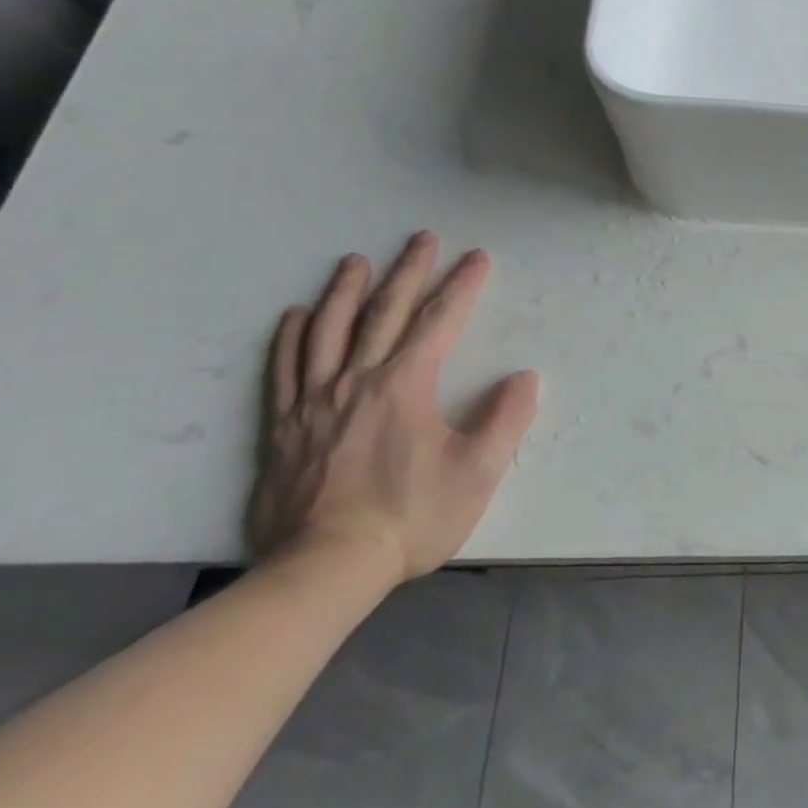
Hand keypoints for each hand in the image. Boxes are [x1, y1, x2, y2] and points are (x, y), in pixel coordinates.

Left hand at [249, 232, 539, 582]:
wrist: (325, 569)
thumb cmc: (411, 516)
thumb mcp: (478, 471)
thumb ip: (506, 418)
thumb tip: (524, 377)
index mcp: (405, 385)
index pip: (440, 321)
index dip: (462, 286)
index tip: (477, 258)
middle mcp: (357, 380)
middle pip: (384, 312)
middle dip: (409, 271)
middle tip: (422, 238)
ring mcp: (314, 402)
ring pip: (327, 331)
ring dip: (346, 291)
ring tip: (356, 262)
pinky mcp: (283, 428)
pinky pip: (284, 369)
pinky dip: (290, 337)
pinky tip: (296, 317)